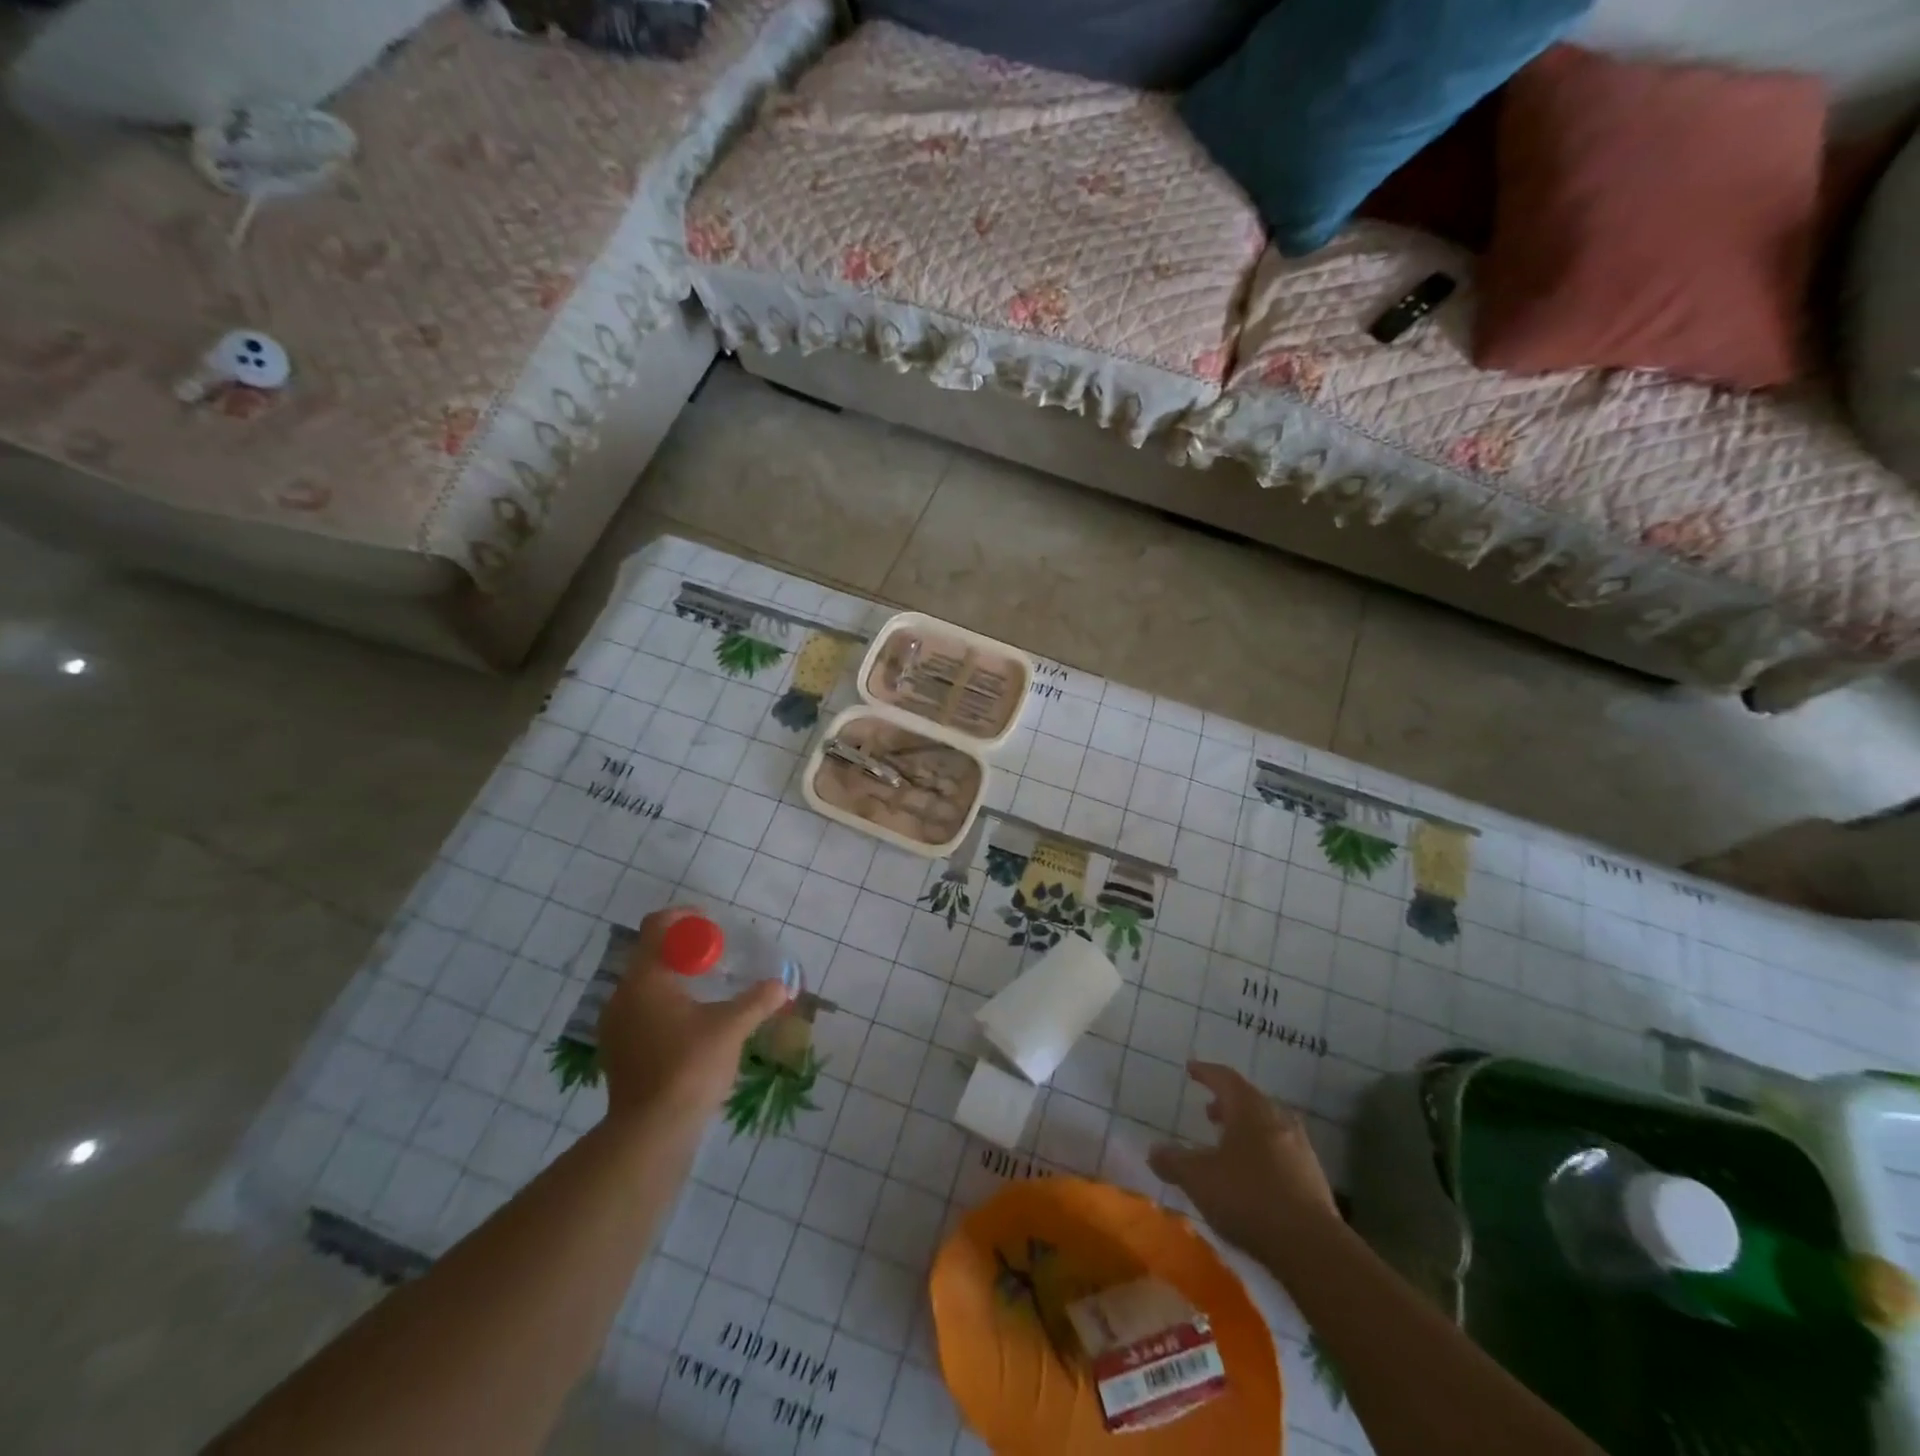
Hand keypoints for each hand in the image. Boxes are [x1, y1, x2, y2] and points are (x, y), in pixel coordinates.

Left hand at [597, 908, 788, 1124]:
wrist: (651, 1132)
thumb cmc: (690, 1066)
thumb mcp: (732, 1027)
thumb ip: (758, 1001)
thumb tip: (784, 984)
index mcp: (645, 979)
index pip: (657, 927)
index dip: (684, 918)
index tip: (710, 925)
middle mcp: (623, 996)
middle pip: (651, 955)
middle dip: (684, 951)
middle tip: (716, 959)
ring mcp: (615, 1026)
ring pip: (645, 986)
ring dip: (674, 980)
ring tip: (707, 991)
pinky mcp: (617, 1052)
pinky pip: (641, 1011)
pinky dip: (664, 1005)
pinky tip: (691, 1024)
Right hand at [1148, 1063, 1337, 1255]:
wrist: (1313, 1248)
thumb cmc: (1248, 1198)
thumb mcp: (1198, 1179)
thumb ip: (1173, 1161)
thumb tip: (1154, 1150)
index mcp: (1250, 1109)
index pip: (1225, 1078)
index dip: (1206, 1072)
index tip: (1191, 1069)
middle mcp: (1278, 1120)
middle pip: (1250, 1101)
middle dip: (1228, 1104)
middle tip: (1210, 1112)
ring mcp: (1301, 1150)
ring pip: (1269, 1127)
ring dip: (1247, 1130)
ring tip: (1229, 1146)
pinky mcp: (1314, 1180)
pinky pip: (1282, 1154)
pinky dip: (1263, 1155)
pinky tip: (1253, 1178)